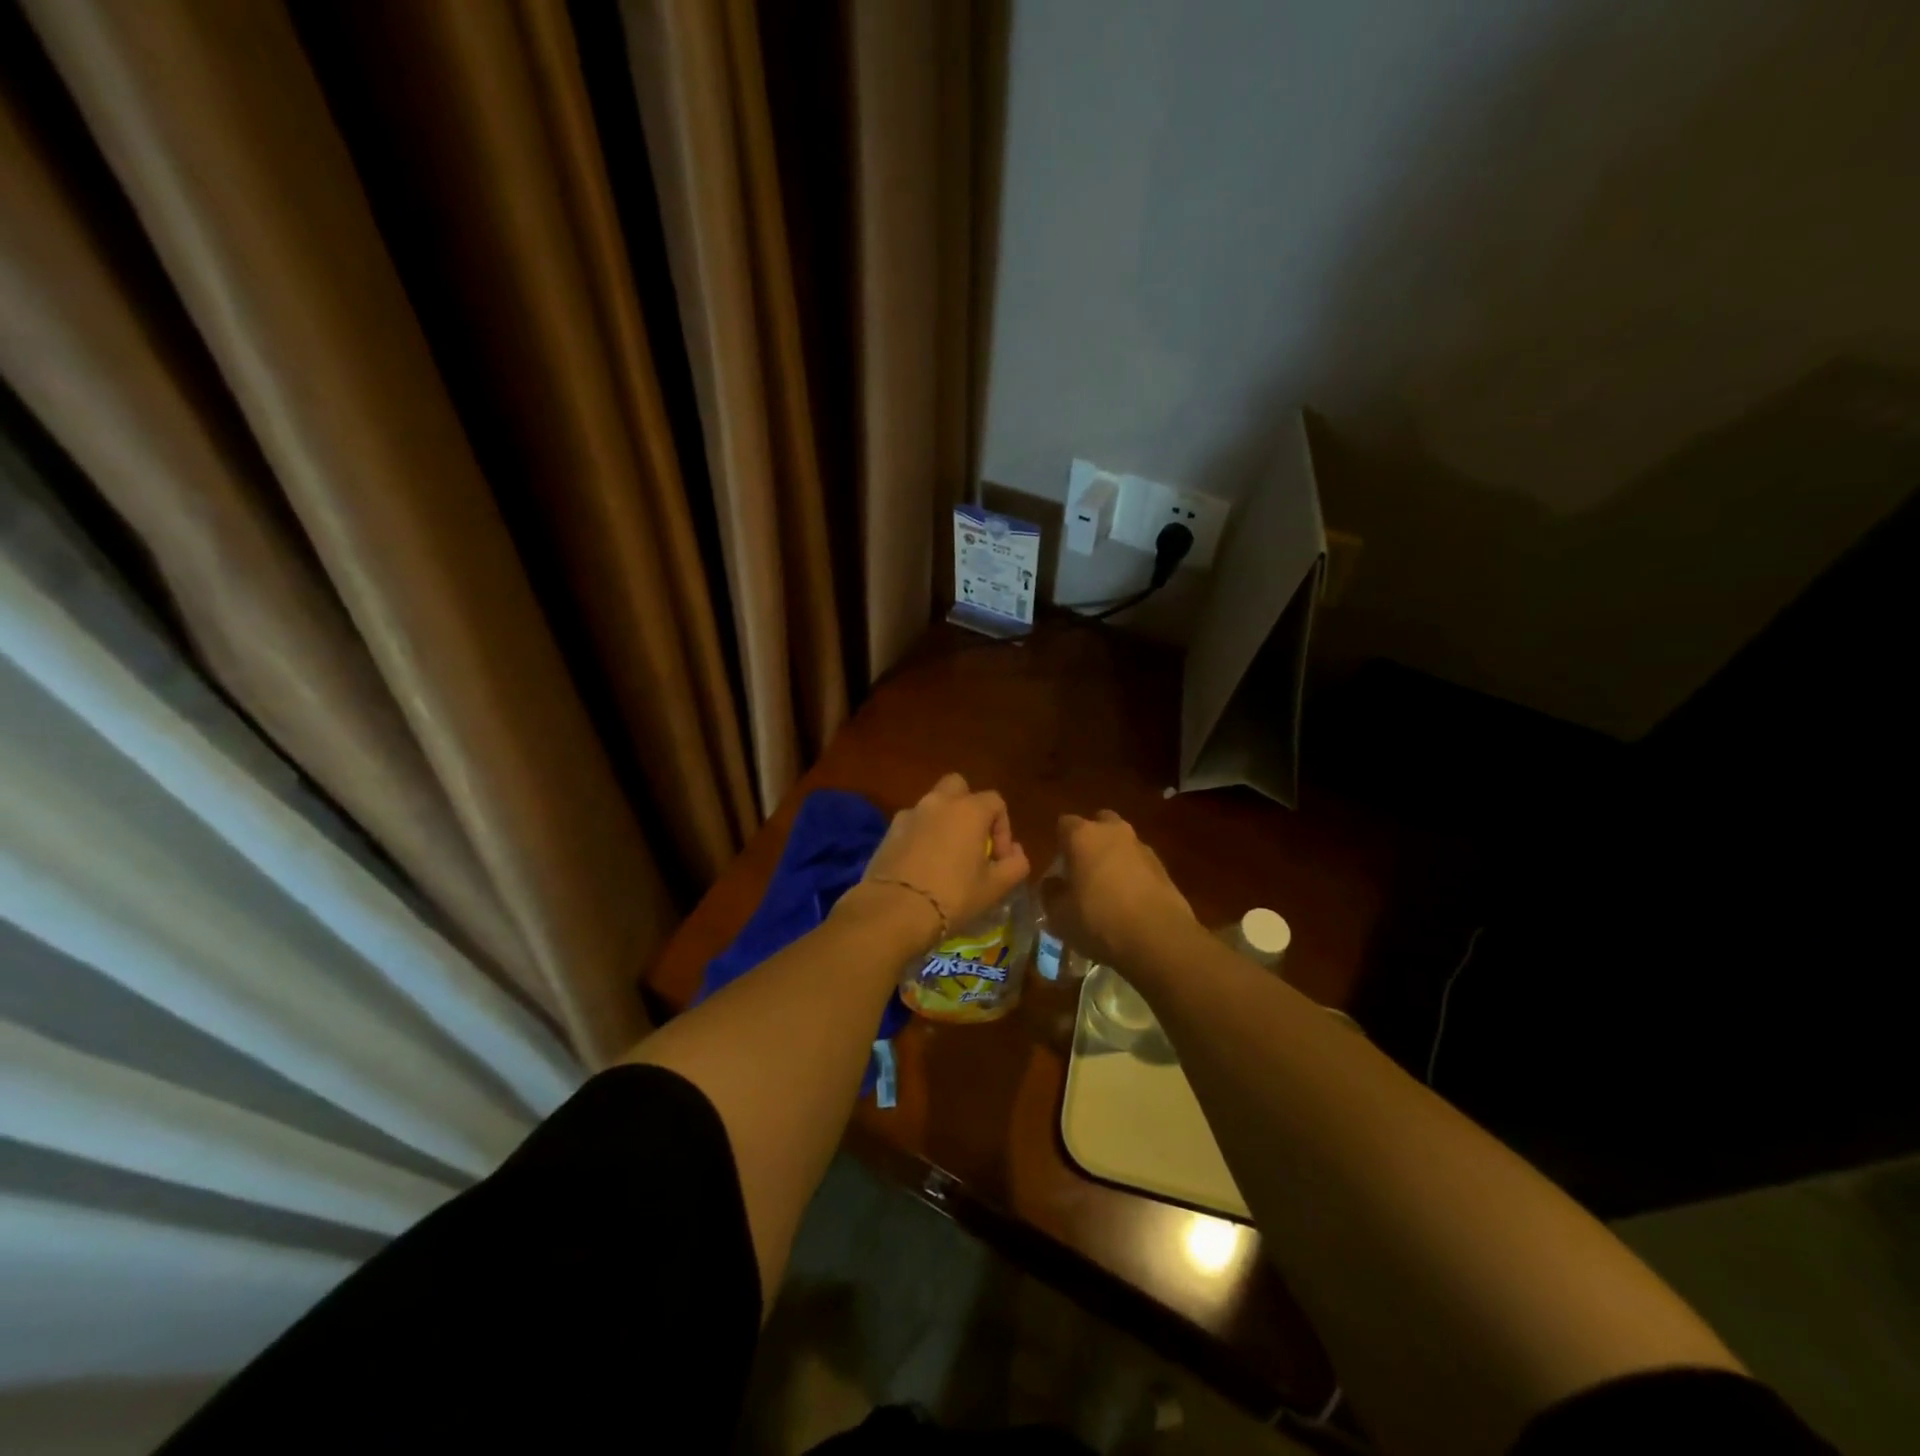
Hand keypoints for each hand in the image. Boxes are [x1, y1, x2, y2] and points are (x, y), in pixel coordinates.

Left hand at [851, 773, 1030, 945]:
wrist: (894, 910)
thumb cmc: (953, 896)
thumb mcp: (995, 887)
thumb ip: (1015, 864)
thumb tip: (1015, 852)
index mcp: (969, 810)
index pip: (996, 802)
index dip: (1003, 828)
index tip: (998, 858)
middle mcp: (939, 802)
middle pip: (959, 787)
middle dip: (969, 807)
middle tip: (972, 839)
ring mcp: (910, 814)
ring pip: (932, 804)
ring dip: (943, 820)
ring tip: (946, 855)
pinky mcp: (888, 831)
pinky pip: (912, 823)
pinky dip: (921, 834)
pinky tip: (922, 863)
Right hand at [1043, 810, 1194, 967]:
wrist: (1158, 938)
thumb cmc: (1098, 920)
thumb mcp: (1059, 915)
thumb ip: (1051, 893)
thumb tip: (1053, 883)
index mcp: (1083, 836)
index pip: (1064, 824)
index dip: (1060, 844)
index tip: (1058, 867)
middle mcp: (1113, 832)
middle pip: (1099, 824)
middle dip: (1091, 841)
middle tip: (1084, 869)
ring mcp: (1142, 848)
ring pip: (1122, 843)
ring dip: (1115, 858)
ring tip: (1109, 890)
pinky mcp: (1164, 868)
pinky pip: (1140, 864)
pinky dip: (1134, 875)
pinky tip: (1130, 903)